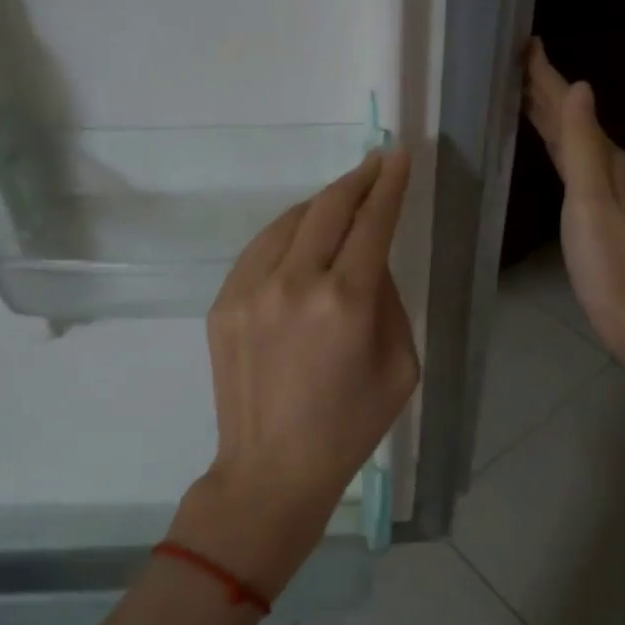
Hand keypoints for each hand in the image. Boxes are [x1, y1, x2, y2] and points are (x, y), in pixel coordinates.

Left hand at [173, 149, 419, 597]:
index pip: (373, 222)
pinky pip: (261, 249)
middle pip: (329, 207)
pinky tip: (301, 240)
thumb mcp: (400, 365)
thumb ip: (389, 300)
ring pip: (290, 221)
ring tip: (341, 202)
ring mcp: (251, 290)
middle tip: (374, 164)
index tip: (398, 157)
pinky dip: (287, 235)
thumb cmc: (350, 425)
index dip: (389, 184)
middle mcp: (296, 283)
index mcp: (347, 302)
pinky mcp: (224, 302)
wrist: (272, 468)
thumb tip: (370, 259)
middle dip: (357, 180)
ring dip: (321, 205)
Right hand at [523, 41, 624, 415]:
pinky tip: (547, 148)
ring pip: (569, 140)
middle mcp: (606, 168)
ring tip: (522, 95)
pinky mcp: (593, 213)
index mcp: (605, 159)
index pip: (570, 107)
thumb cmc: (608, 261)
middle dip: (544, 90)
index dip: (547, 77)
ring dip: (547, 115)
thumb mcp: (590, 199)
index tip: (526, 44)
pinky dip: (553, 145)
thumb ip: (582, 144)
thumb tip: (579, 85)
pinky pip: (567, 163)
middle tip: (515, 63)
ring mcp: (602, 191)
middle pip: (570, 120)